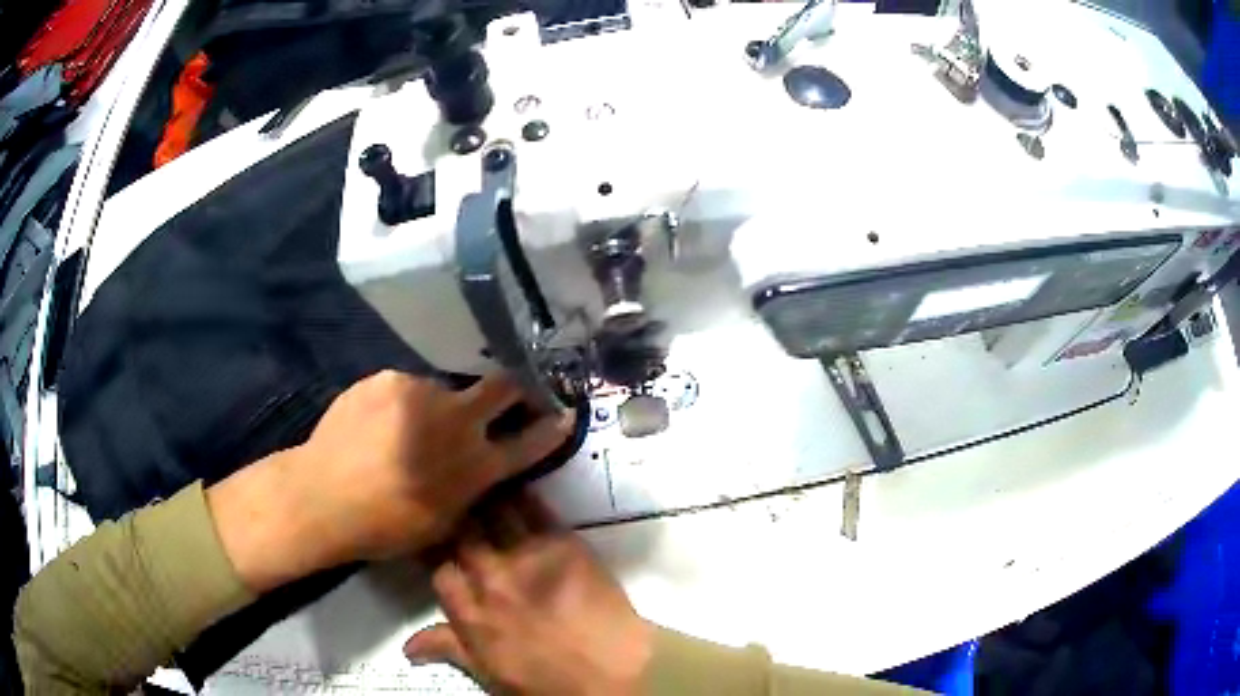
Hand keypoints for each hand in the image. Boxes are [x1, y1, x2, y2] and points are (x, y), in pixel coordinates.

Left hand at [209, 371, 572, 591]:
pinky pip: (406, 389)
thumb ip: (471, 489)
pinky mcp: (389, 379)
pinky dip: (400, 405)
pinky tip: (376, 426)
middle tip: (509, 393)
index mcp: (474, 466)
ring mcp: (421, 393)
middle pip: (504, 386)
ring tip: (402, 433)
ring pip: (443, 391)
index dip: (551, 428)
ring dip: (434, 409)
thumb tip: (483, 467)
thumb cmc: (384, 525)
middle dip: (516, 388)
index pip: (529, 442)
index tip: (563, 413)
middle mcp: (457, 421)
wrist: (322, 496)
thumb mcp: (443, 523)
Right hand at [405, 493, 654, 695]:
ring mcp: (526, 558)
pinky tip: (517, 483)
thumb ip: (450, 650)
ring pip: (493, 513)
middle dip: (456, 521)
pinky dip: (523, 496)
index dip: (438, 560)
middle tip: (456, 511)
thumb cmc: (550, 683)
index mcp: (470, 614)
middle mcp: (490, 578)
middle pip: (461, 534)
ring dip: (485, 501)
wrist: (615, 671)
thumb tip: (407, 647)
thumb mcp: (492, 675)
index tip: (441, 552)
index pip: (440, 572)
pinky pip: (535, 509)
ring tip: (481, 487)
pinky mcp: (562, 543)